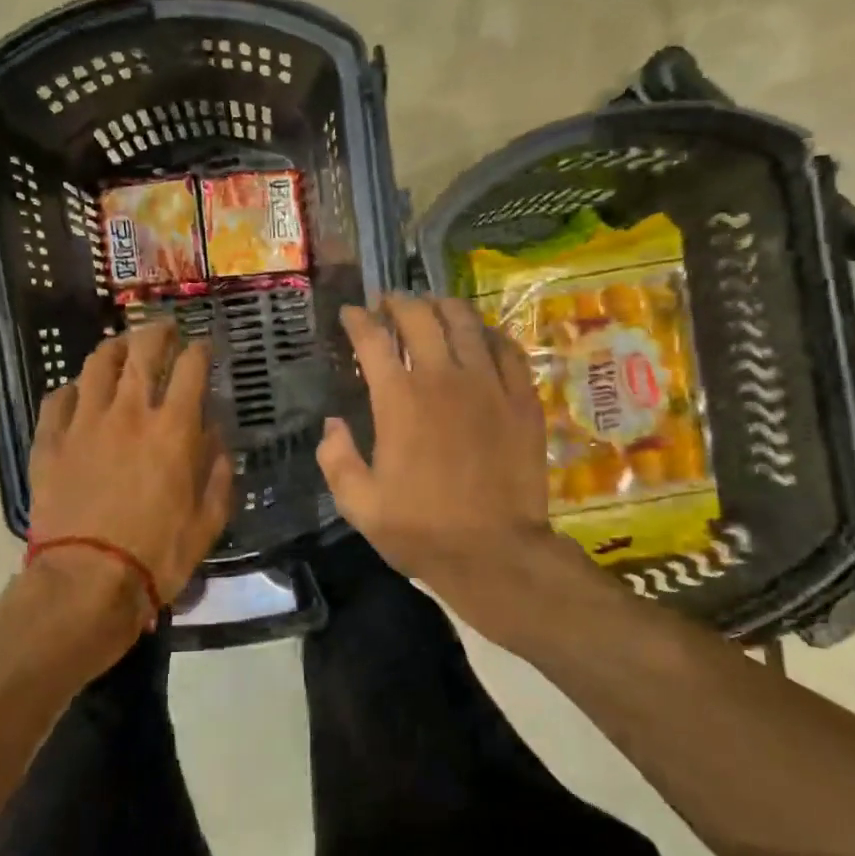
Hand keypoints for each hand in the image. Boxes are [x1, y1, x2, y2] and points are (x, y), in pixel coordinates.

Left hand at [28, 322, 233, 613]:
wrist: (87, 581)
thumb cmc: (157, 556)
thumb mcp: (208, 521)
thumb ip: (218, 473)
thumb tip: (217, 439)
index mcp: (173, 429)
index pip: (191, 368)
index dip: (200, 350)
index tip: (204, 346)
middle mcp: (129, 413)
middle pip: (142, 352)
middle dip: (158, 333)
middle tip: (165, 329)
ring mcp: (84, 424)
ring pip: (97, 365)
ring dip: (114, 348)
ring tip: (122, 346)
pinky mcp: (50, 442)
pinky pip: (58, 400)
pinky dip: (72, 389)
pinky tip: (78, 392)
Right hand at [319, 294, 572, 616]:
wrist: (494, 552)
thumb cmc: (421, 530)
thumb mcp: (358, 504)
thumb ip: (336, 458)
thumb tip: (332, 424)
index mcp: (398, 400)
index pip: (373, 339)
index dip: (357, 319)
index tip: (349, 313)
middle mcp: (443, 379)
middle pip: (420, 317)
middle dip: (399, 302)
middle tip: (388, 304)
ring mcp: (489, 385)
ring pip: (466, 323)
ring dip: (443, 307)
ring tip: (432, 307)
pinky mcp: (522, 399)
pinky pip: (507, 349)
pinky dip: (488, 334)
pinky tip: (480, 337)